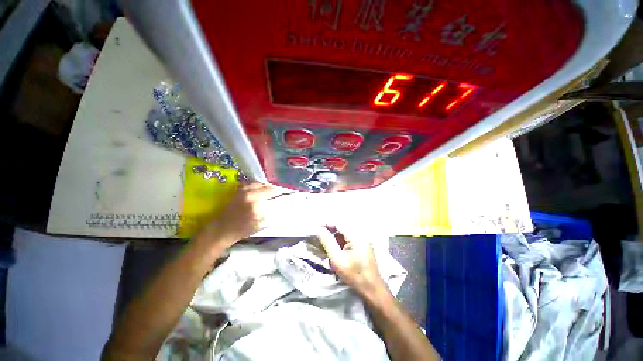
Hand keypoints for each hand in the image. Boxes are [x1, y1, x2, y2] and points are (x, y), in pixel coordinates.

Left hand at [199, 182, 291, 247]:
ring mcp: (246, 189)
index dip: (288, 191)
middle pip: (273, 185)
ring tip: (282, 184)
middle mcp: (252, 194)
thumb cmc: (244, 229)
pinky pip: (257, 181)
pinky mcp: (242, 187)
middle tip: (290, 187)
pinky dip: (265, 182)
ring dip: (274, 183)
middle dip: (283, 186)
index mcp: (259, 206)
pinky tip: (270, 184)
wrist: (222, 228)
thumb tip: (290, 203)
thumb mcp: (264, 224)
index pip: (278, 194)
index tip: (295, 191)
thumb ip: (277, 212)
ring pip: (265, 181)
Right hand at [316, 226, 386, 296]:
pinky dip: (340, 238)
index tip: (315, 227)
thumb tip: (318, 228)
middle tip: (318, 232)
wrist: (371, 288)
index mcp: (356, 234)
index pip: (338, 222)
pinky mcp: (362, 243)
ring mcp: (362, 237)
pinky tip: (333, 244)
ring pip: (345, 230)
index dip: (326, 223)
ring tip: (324, 238)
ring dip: (334, 233)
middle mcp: (360, 232)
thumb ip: (327, 241)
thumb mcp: (337, 259)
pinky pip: (348, 236)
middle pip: (342, 224)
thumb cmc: (354, 274)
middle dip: (329, 228)